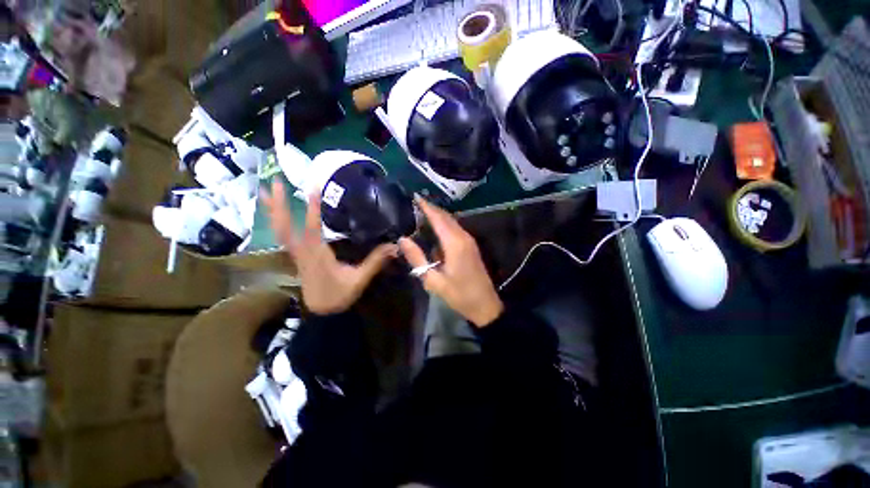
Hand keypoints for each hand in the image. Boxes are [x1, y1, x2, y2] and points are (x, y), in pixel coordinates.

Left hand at [260, 181, 397, 314]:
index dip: (312, 209)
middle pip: (284, 226)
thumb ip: (375, 261)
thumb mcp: (359, 279)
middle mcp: (302, 251)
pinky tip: (276, 213)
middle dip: (278, 204)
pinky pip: (282, 235)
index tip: (313, 188)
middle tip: (274, 181)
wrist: (321, 312)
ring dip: (272, 210)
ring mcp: (296, 253)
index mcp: (317, 255)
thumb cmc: (339, 295)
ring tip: (265, 190)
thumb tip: (394, 246)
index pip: (312, 229)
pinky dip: (277, 221)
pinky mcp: (296, 256)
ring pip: (279, 229)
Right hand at [399, 196, 503, 327]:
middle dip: (431, 208)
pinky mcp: (471, 246)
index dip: (426, 206)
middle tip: (415, 203)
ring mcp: (469, 241)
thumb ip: (417, 258)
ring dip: (438, 216)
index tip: (415, 196)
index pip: (438, 218)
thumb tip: (403, 239)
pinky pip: (455, 229)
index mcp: (454, 243)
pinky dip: (444, 225)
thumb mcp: (433, 280)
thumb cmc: (458, 294)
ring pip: (452, 222)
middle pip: (446, 217)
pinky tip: (435, 230)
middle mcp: (463, 237)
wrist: (485, 304)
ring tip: (422, 213)